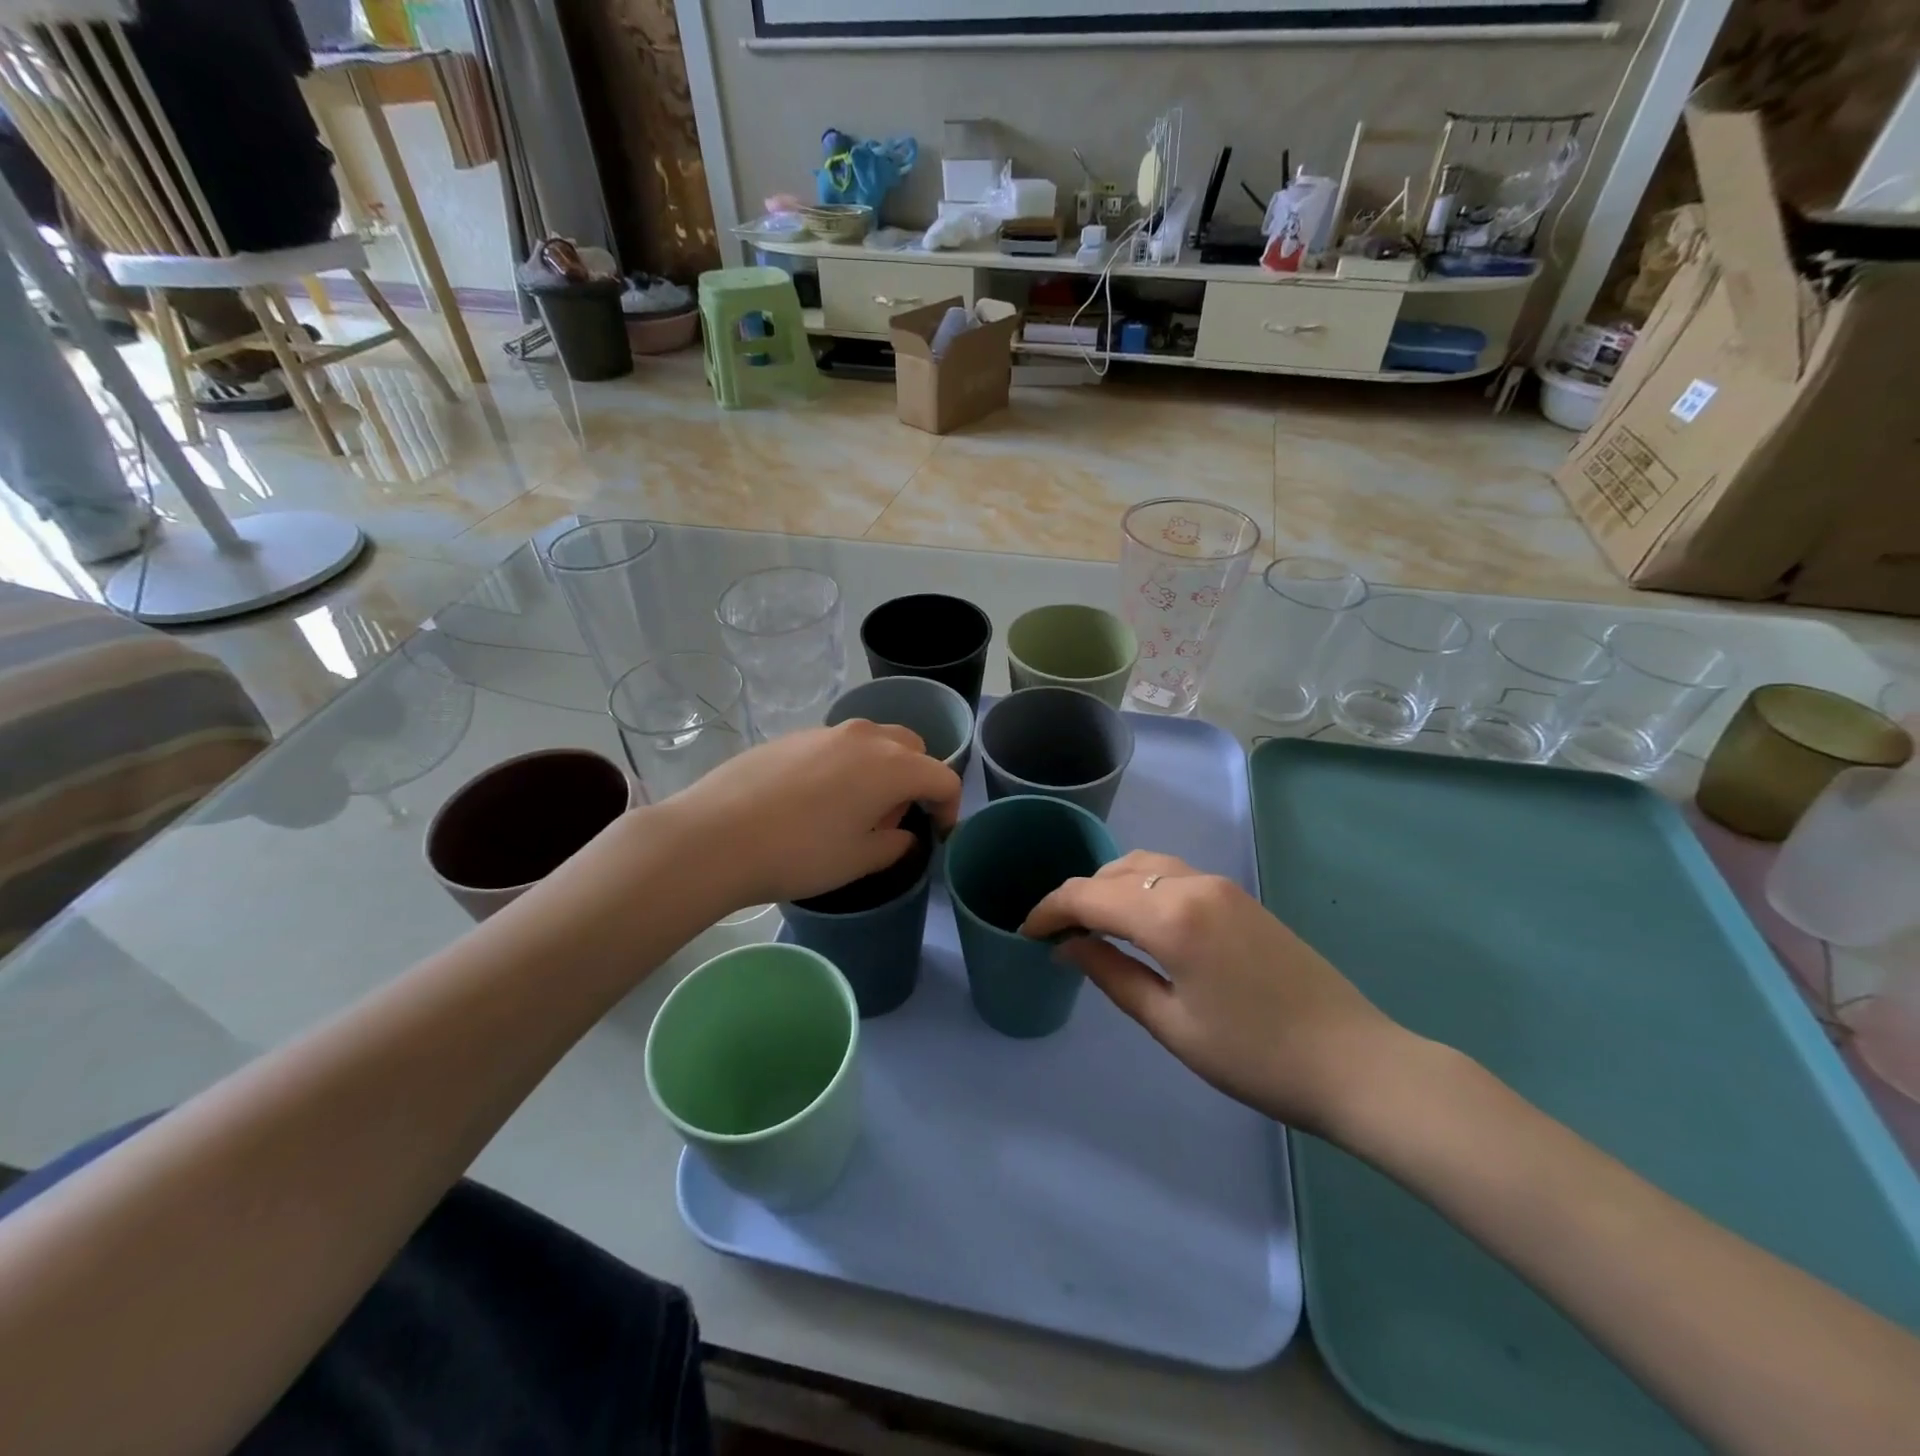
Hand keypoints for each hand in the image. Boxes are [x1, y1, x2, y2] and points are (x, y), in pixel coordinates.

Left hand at [666, 720, 962, 909]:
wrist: (715, 836)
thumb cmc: (799, 853)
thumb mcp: (858, 860)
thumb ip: (894, 846)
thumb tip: (902, 834)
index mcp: (892, 766)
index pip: (942, 777)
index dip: (950, 807)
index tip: (939, 834)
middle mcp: (865, 737)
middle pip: (911, 748)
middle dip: (916, 779)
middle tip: (894, 818)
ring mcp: (824, 731)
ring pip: (873, 741)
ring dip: (881, 769)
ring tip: (854, 809)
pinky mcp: (791, 736)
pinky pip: (836, 745)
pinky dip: (845, 766)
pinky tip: (815, 800)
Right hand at [1020, 851, 1410, 1133]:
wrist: (1356, 1063)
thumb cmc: (1255, 1057)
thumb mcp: (1171, 1024)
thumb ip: (1112, 975)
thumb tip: (1068, 946)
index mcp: (1171, 914)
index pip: (1089, 895)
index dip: (1050, 910)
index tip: (1026, 933)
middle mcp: (1193, 883)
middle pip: (1115, 872)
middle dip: (1078, 896)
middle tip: (1055, 934)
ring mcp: (1222, 885)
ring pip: (1146, 865)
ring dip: (1111, 886)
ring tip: (1092, 924)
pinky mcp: (1240, 897)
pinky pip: (1174, 874)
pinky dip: (1142, 887)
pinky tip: (1138, 920)